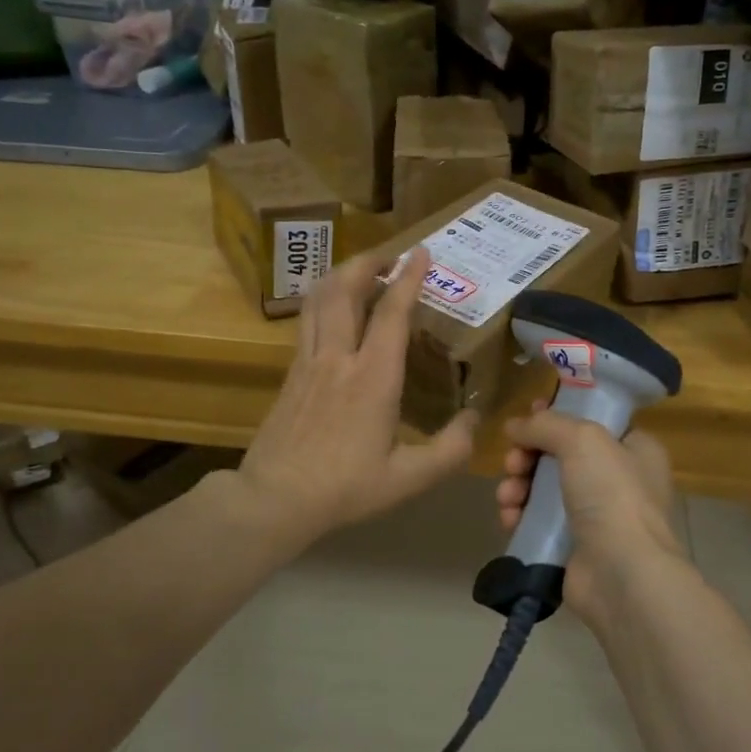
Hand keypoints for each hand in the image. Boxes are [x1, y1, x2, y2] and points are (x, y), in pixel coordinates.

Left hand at [238, 247, 476, 547]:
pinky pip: (307, 319)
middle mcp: (338, 358)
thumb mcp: (408, 478)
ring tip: (361, 269)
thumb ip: (450, 449)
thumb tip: (476, 419)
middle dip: (367, 262)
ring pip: (320, 299)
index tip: (422, 252)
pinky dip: (323, 298)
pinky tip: (332, 306)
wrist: (274, 499)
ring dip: (341, 275)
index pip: (391, 313)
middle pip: (346, 290)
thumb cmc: (345, 488)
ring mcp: (309, 362)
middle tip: (389, 254)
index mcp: (373, 378)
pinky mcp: (291, 372)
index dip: (409, 278)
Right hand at [494, 399, 687, 628]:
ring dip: (518, 486)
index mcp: (635, 448)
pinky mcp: (574, 546)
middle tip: (513, 462)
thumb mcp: (582, 440)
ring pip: (544, 488)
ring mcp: (597, 516)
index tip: (528, 415)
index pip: (592, 421)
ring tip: (508, 496)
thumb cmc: (612, 495)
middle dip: (528, 455)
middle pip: (560, 454)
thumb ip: (546, 424)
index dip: (558, 416)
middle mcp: (619, 480)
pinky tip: (509, 518)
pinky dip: (520, 516)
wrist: (622, 575)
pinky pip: (538, 522)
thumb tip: (514, 425)